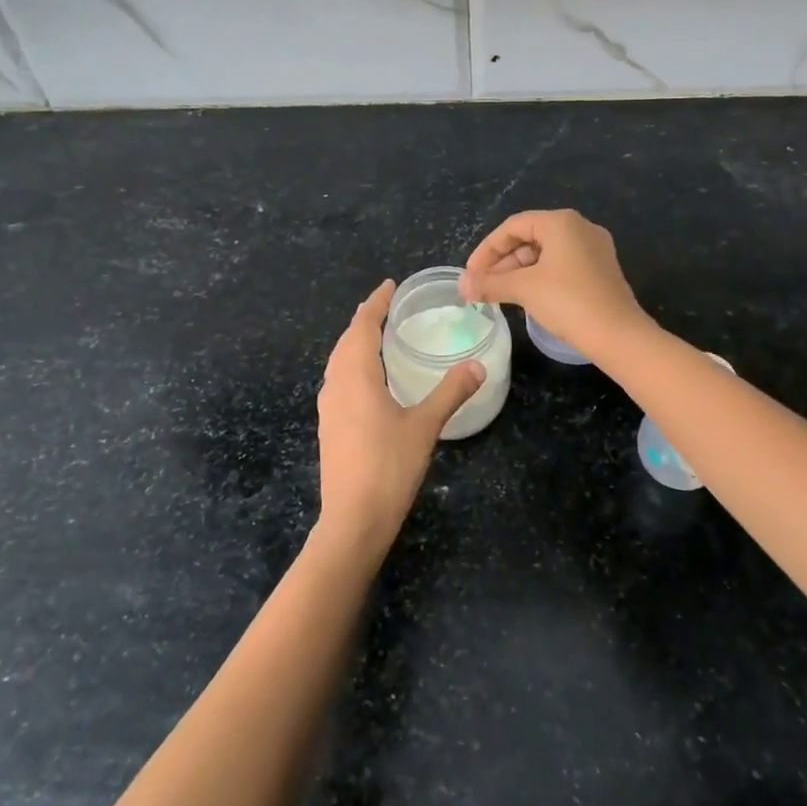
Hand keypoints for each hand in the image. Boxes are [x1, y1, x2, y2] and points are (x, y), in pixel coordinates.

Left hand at [315, 279, 484, 553]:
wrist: (352, 520)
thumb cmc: (389, 467)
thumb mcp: (425, 426)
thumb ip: (450, 392)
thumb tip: (478, 365)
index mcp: (357, 376)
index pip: (362, 326)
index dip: (375, 304)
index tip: (388, 285)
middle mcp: (336, 385)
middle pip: (346, 341)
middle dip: (363, 320)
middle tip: (384, 306)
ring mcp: (328, 407)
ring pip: (338, 361)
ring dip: (354, 342)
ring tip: (375, 335)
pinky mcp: (328, 427)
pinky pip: (338, 380)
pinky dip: (351, 365)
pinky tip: (366, 379)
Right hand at [459, 209, 651, 361]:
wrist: (618, 335)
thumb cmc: (568, 302)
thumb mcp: (524, 289)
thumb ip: (490, 283)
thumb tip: (462, 285)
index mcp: (561, 222)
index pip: (513, 226)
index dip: (486, 249)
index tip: (471, 274)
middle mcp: (580, 228)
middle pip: (529, 237)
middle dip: (502, 261)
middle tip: (483, 286)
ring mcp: (594, 249)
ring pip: (545, 253)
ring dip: (518, 271)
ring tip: (499, 294)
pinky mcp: (601, 270)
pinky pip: (561, 265)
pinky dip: (539, 277)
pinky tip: (526, 297)